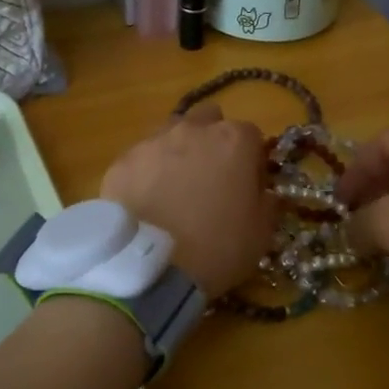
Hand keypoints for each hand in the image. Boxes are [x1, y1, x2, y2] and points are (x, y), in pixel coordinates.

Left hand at [100, 103, 276, 296]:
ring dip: (178, 152)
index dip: (251, 160)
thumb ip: (267, 201)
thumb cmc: (218, 248)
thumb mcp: (262, 232)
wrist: (152, 267)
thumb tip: (264, 192)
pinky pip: (140, 159)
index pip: (251, 135)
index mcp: (234, 140)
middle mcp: (193, 130)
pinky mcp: (121, 162)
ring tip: (174, 189)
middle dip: (212, 141)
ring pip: (170, 133)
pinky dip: (146, 173)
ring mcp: (152, 142)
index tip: (247, 186)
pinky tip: (146, 202)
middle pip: (208, 120)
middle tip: (210, 179)